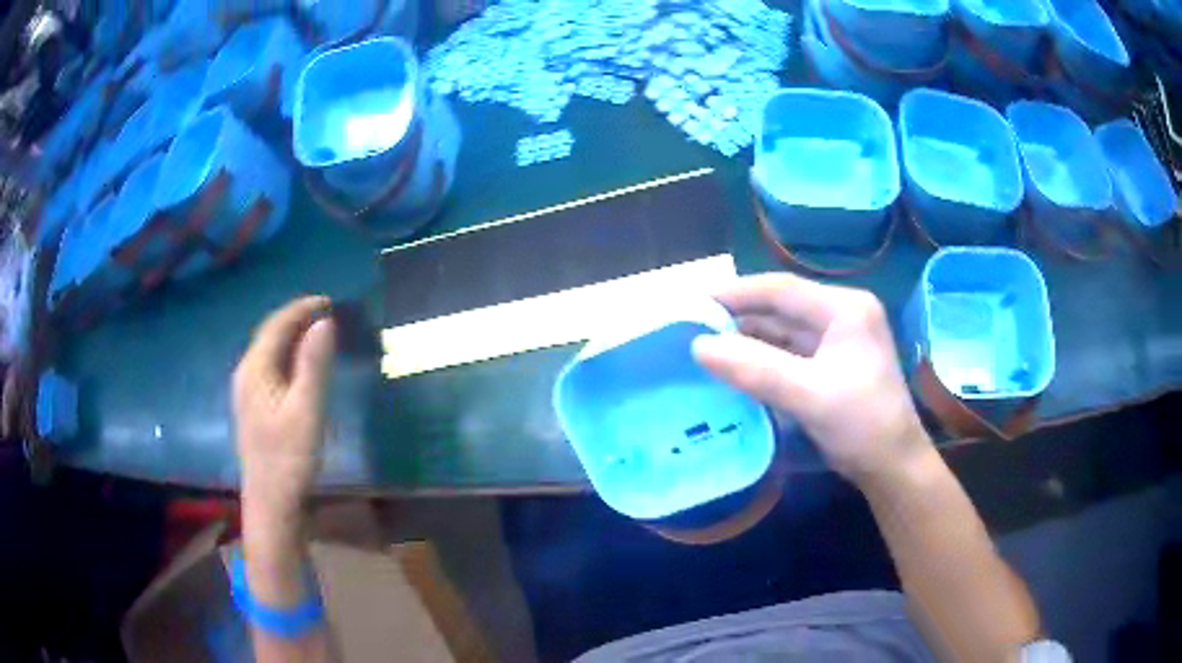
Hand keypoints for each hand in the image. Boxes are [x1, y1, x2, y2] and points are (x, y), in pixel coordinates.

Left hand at [233, 296, 336, 521]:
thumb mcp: (307, 411)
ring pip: (269, 351)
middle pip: (270, 335)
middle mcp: (245, 374)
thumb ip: (314, 365)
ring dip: (292, 336)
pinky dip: (288, 355)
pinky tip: (301, 366)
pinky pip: (270, 367)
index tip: (330, 302)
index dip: (302, 308)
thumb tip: (325, 321)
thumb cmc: (289, 458)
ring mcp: (246, 392)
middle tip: (329, 314)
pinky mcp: (253, 407)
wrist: (271, 503)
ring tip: (319, 333)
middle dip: (297, 319)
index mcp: (255, 370)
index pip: (276, 325)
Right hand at [692, 273, 930, 484]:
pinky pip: (788, 354)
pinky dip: (761, 360)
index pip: (781, 290)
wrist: (892, 466)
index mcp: (845, 308)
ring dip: (747, 340)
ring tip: (704, 348)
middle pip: (780, 308)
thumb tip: (698, 346)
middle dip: (738, 319)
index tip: (694, 304)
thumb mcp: (809, 395)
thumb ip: (754, 368)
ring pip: (782, 332)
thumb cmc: (862, 425)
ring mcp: (836, 340)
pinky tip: (733, 369)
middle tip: (692, 330)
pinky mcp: (830, 364)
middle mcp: (841, 315)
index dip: (736, 294)